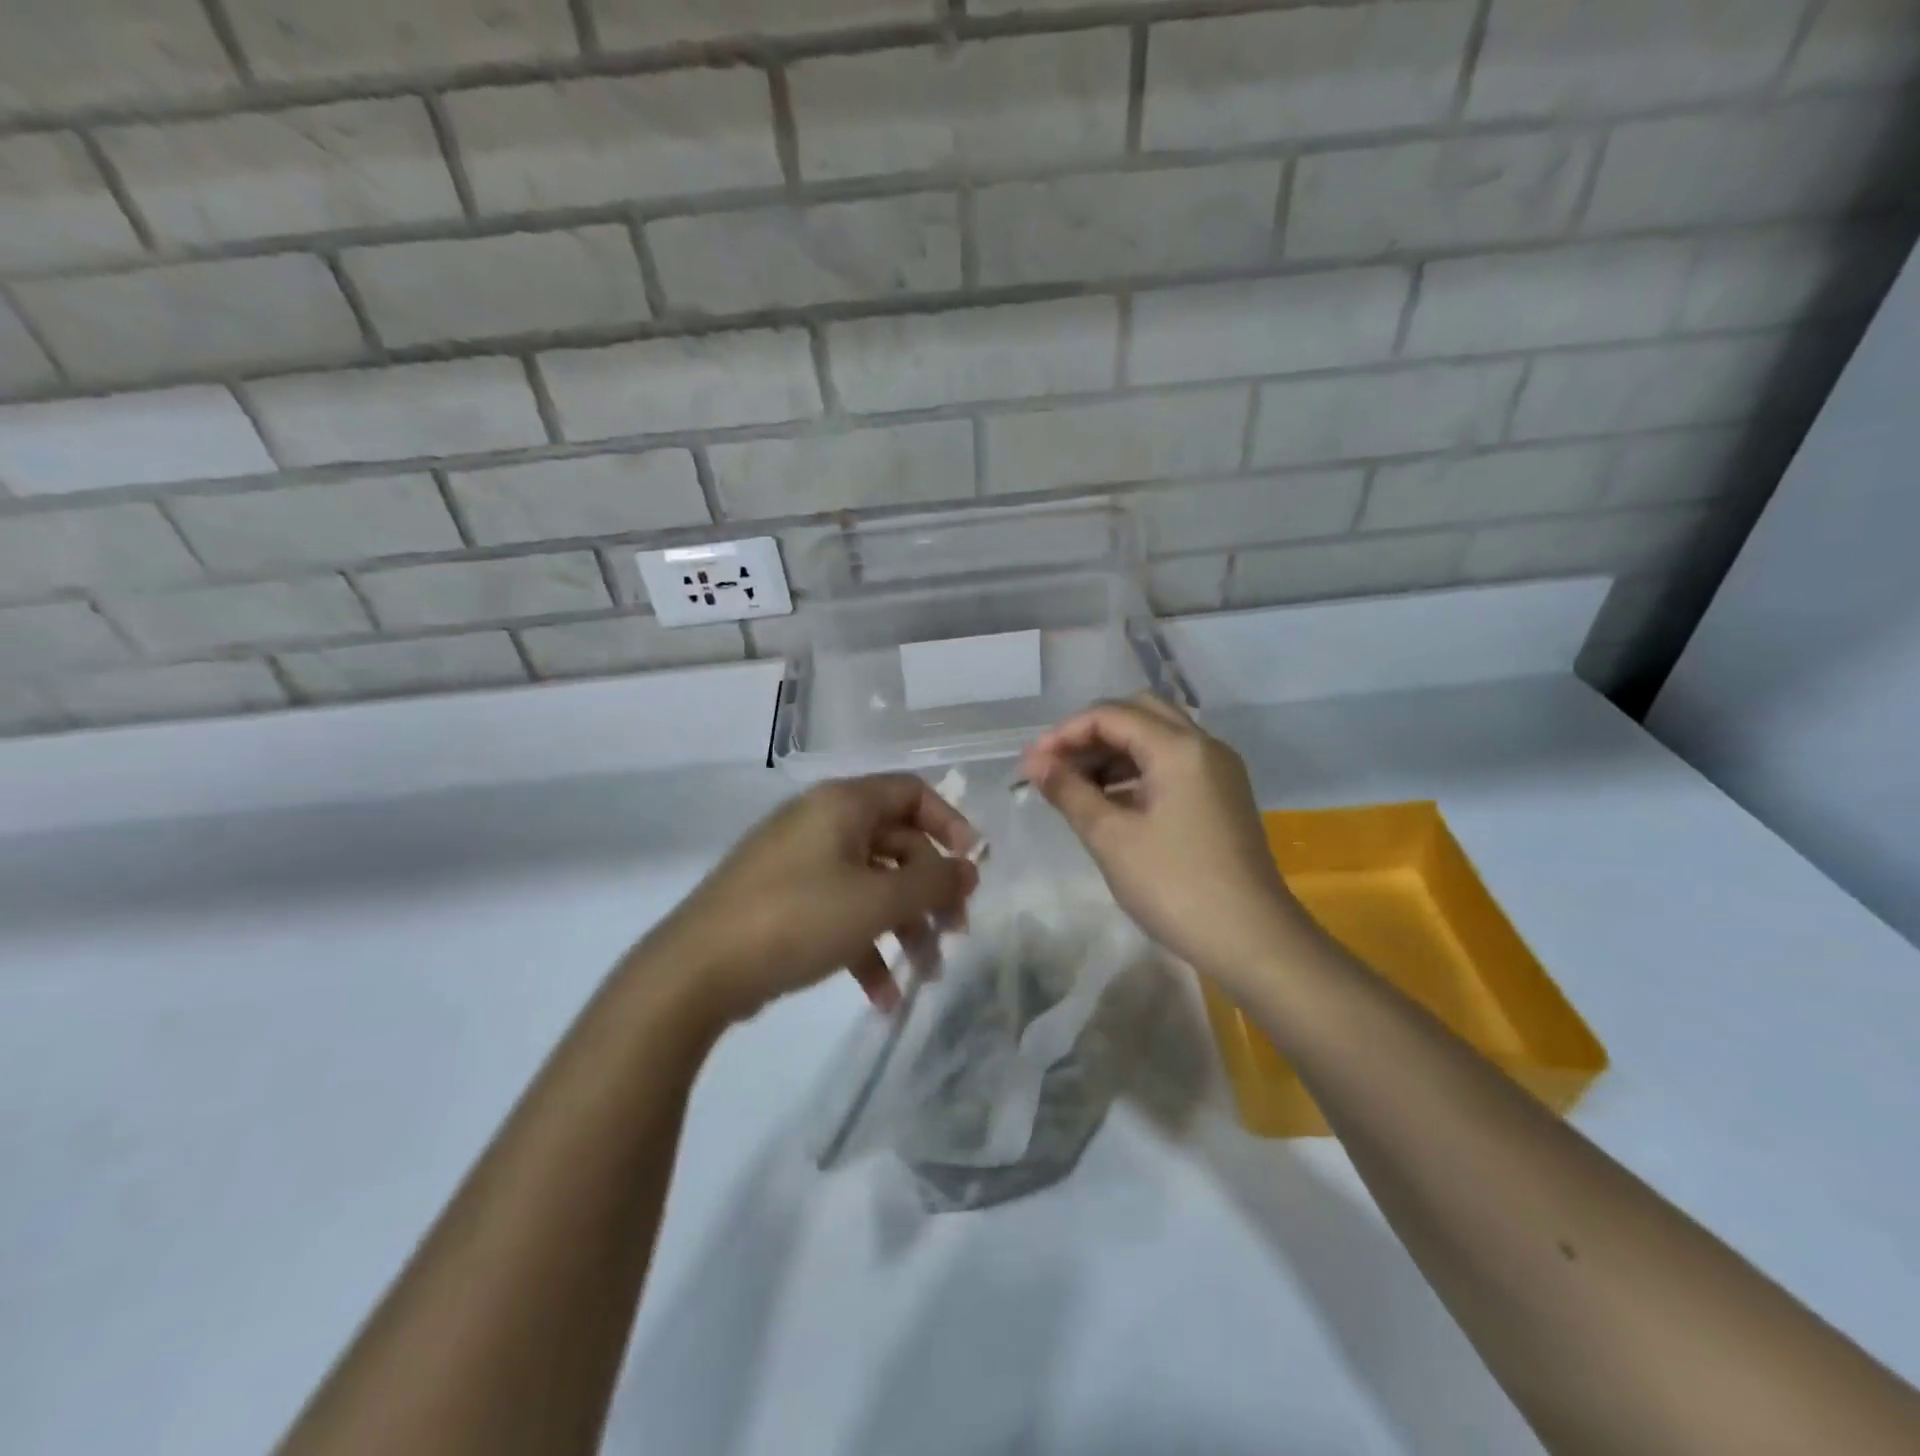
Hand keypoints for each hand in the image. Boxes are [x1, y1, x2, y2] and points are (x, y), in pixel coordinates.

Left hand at [645, 775, 978, 1024]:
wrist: (696, 971)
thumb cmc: (798, 918)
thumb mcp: (877, 901)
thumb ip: (933, 882)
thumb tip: (969, 867)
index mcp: (843, 804)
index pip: (912, 793)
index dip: (951, 824)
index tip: (972, 867)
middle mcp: (822, 823)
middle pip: (895, 845)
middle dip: (929, 891)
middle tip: (954, 932)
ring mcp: (799, 863)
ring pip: (870, 884)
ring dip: (902, 927)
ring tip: (925, 975)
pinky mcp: (783, 901)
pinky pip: (838, 912)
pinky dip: (864, 946)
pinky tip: (881, 996)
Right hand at [1021, 696, 1312, 989]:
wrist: (1253, 941)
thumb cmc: (1175, 886)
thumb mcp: (1111, 839)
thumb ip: (1070, 792)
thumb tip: (1034, 763)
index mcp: (1179, 748)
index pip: (1111, 715)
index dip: (1065, 734)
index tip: (1032, 764)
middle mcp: (1204, 746)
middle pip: (1139, 713)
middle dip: (1092, 733)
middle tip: (1057, 765)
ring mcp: (1218, 771)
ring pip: (1157, 738)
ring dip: (1114, 752)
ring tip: (1075, 786)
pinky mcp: (1222, 796)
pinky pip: (1173, 764)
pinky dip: (1137, 771)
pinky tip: (1111, 801)